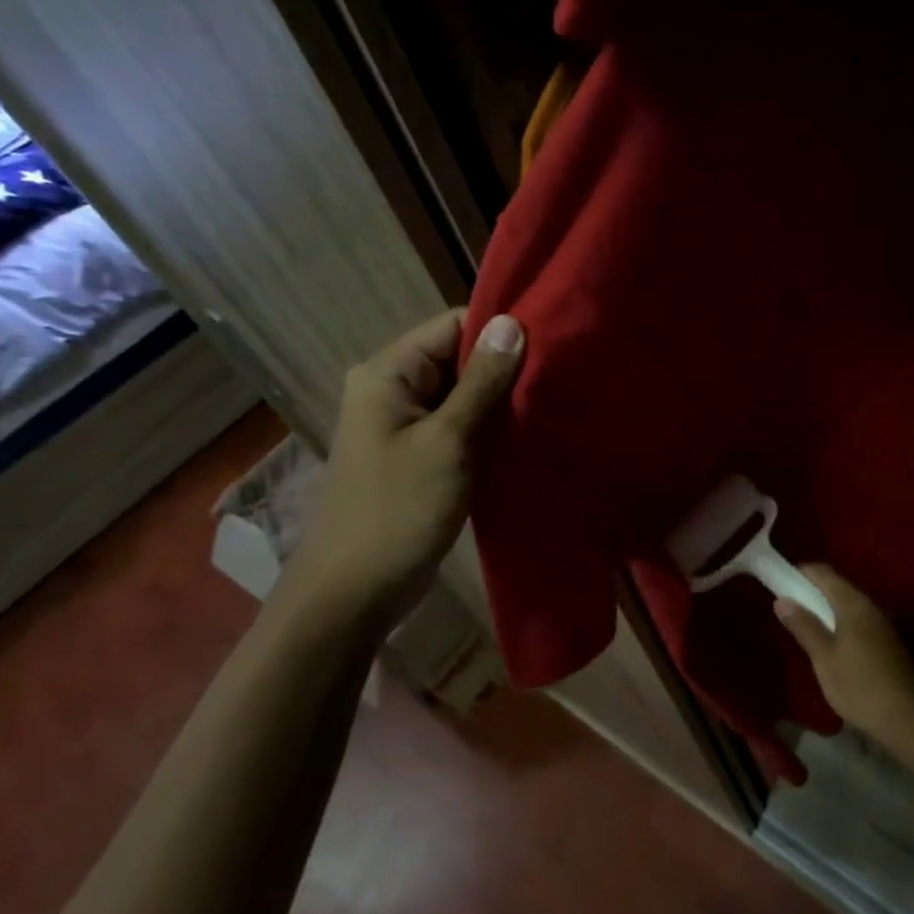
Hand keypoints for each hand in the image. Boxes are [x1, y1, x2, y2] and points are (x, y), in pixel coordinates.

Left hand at [281, 309, 523, 628]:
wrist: (356, 591)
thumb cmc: (398, 510)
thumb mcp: (448, 442)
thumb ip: (482, 382)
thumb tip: (512, 322)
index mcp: (388, 373)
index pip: (451, 325)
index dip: (500, 331)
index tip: (550, 344)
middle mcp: (393, 389)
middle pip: (459, 358)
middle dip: (505, 369)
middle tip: (558, 379)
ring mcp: (404, 424)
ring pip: (463, 395)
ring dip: (501, 402)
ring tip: (550, 404)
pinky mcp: (418, 455)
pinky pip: (459, 426)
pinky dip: (489, 429)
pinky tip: (526, 435)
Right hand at [774, 566, 913, 751]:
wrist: (908, 717)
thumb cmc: (859, 685)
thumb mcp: (824, 658)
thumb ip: (804, 626)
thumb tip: (782, 599)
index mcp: (853, 603)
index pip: (824, 573)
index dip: (802, 572)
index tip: (782, 580)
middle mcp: (871, 606)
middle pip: (839, 587)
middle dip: (814, 590)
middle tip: (790, 604)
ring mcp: (883, 623)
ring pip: (850, 604)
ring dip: (828, 608)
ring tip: (808, 622)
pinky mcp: (889, 641)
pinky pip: (859, 620)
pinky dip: (842, 621)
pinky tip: (833, 639)